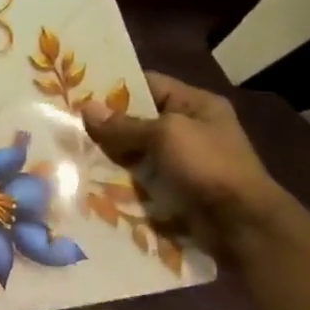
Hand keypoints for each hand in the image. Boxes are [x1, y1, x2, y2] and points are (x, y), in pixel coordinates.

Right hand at [80, 73, 291, 251]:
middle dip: (106, 123)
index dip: (115, 86)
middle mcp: (190, 128)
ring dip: (109, 153)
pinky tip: (89, 176)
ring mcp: (182, 160)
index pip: (148, 84)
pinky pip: (139, 176)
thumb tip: (86, 108)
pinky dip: (118, 177)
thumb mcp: (165, 135)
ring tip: (71, 150)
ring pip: (135, 150)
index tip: (78, 91)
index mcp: (196, 105)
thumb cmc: (208, 166)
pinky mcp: (173, 187)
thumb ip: (124, 123)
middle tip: (67, 123)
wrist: (242, 226)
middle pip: (138, 118)